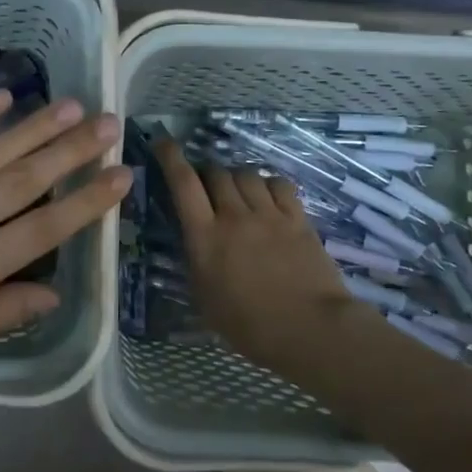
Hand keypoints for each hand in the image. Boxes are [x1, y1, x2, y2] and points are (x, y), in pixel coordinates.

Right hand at [152, 137, 361, 376]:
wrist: (309, 329)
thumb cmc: (248, 325)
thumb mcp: (204, 297)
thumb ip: (196, 261)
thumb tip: (194, 241)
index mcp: (205, 237)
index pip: (183, 183)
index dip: (170, 158)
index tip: (163, 142)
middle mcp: (234, 216)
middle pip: (216, 173)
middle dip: (207, 174)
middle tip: (207, 187)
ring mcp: (269, 214)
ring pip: (247, 174)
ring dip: (236, 178)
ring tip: (238, 192)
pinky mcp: (298, 218)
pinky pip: (279, 185)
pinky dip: (268, 184)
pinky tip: (268, 196)